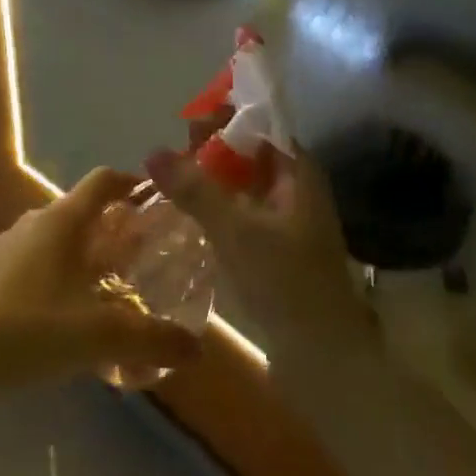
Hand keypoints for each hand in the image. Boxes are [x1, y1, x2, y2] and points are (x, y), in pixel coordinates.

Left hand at [0, 168, 202, 388]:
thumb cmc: (28, 329)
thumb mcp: (98, 336)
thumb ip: (151, 340)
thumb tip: (196, 348)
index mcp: (63, 220)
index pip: (104, 180)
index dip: (133, 183)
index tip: (159, 202)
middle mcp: (37, 222)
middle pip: (86, 212)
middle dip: (118, 231)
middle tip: (146, 258)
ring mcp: (10, 246)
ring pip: (62, 240)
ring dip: (90, 256)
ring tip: (113, 291)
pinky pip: (40, 262)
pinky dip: (63, 276)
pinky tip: (70, 318)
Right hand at [145, 143, 368, 349]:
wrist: (323, 357)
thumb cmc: (285, 281)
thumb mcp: (235, 230)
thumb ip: (195, 189)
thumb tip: (152, 151)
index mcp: (299, 172)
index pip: (262, 124)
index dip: (226, 118)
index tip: (187, 125)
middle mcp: (296, 188)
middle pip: (251, 153)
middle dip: (213, 149)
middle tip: (172, 157)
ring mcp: (287, 219)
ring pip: (245, 184)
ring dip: (212, 179)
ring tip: (172, 181)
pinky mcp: (276, 247)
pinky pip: (243, 211)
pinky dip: (218, 207)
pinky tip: (189, 215)